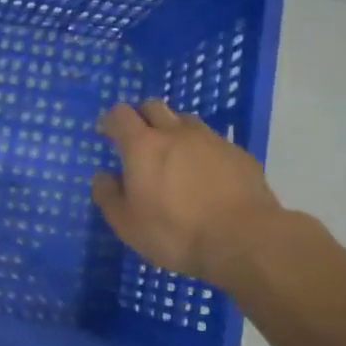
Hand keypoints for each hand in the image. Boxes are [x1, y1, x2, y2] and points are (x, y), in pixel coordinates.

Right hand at [91, 100, 280, 285]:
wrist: (243, 239)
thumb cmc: (174, 232)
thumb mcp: (127, 224)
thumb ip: (108, 196)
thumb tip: (102, 176)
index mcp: (142, 146)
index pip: (120, 114)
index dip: (110, 120)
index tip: (106, 133)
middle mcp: (176, 133)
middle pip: (153, 106)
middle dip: (141, 117)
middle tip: (138, 140)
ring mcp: (211, 140)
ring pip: (185, 120)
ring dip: (172, 130)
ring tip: (172, 156)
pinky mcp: (238, 153)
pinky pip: (212, 141)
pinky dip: (201, 150)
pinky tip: (205, 176)